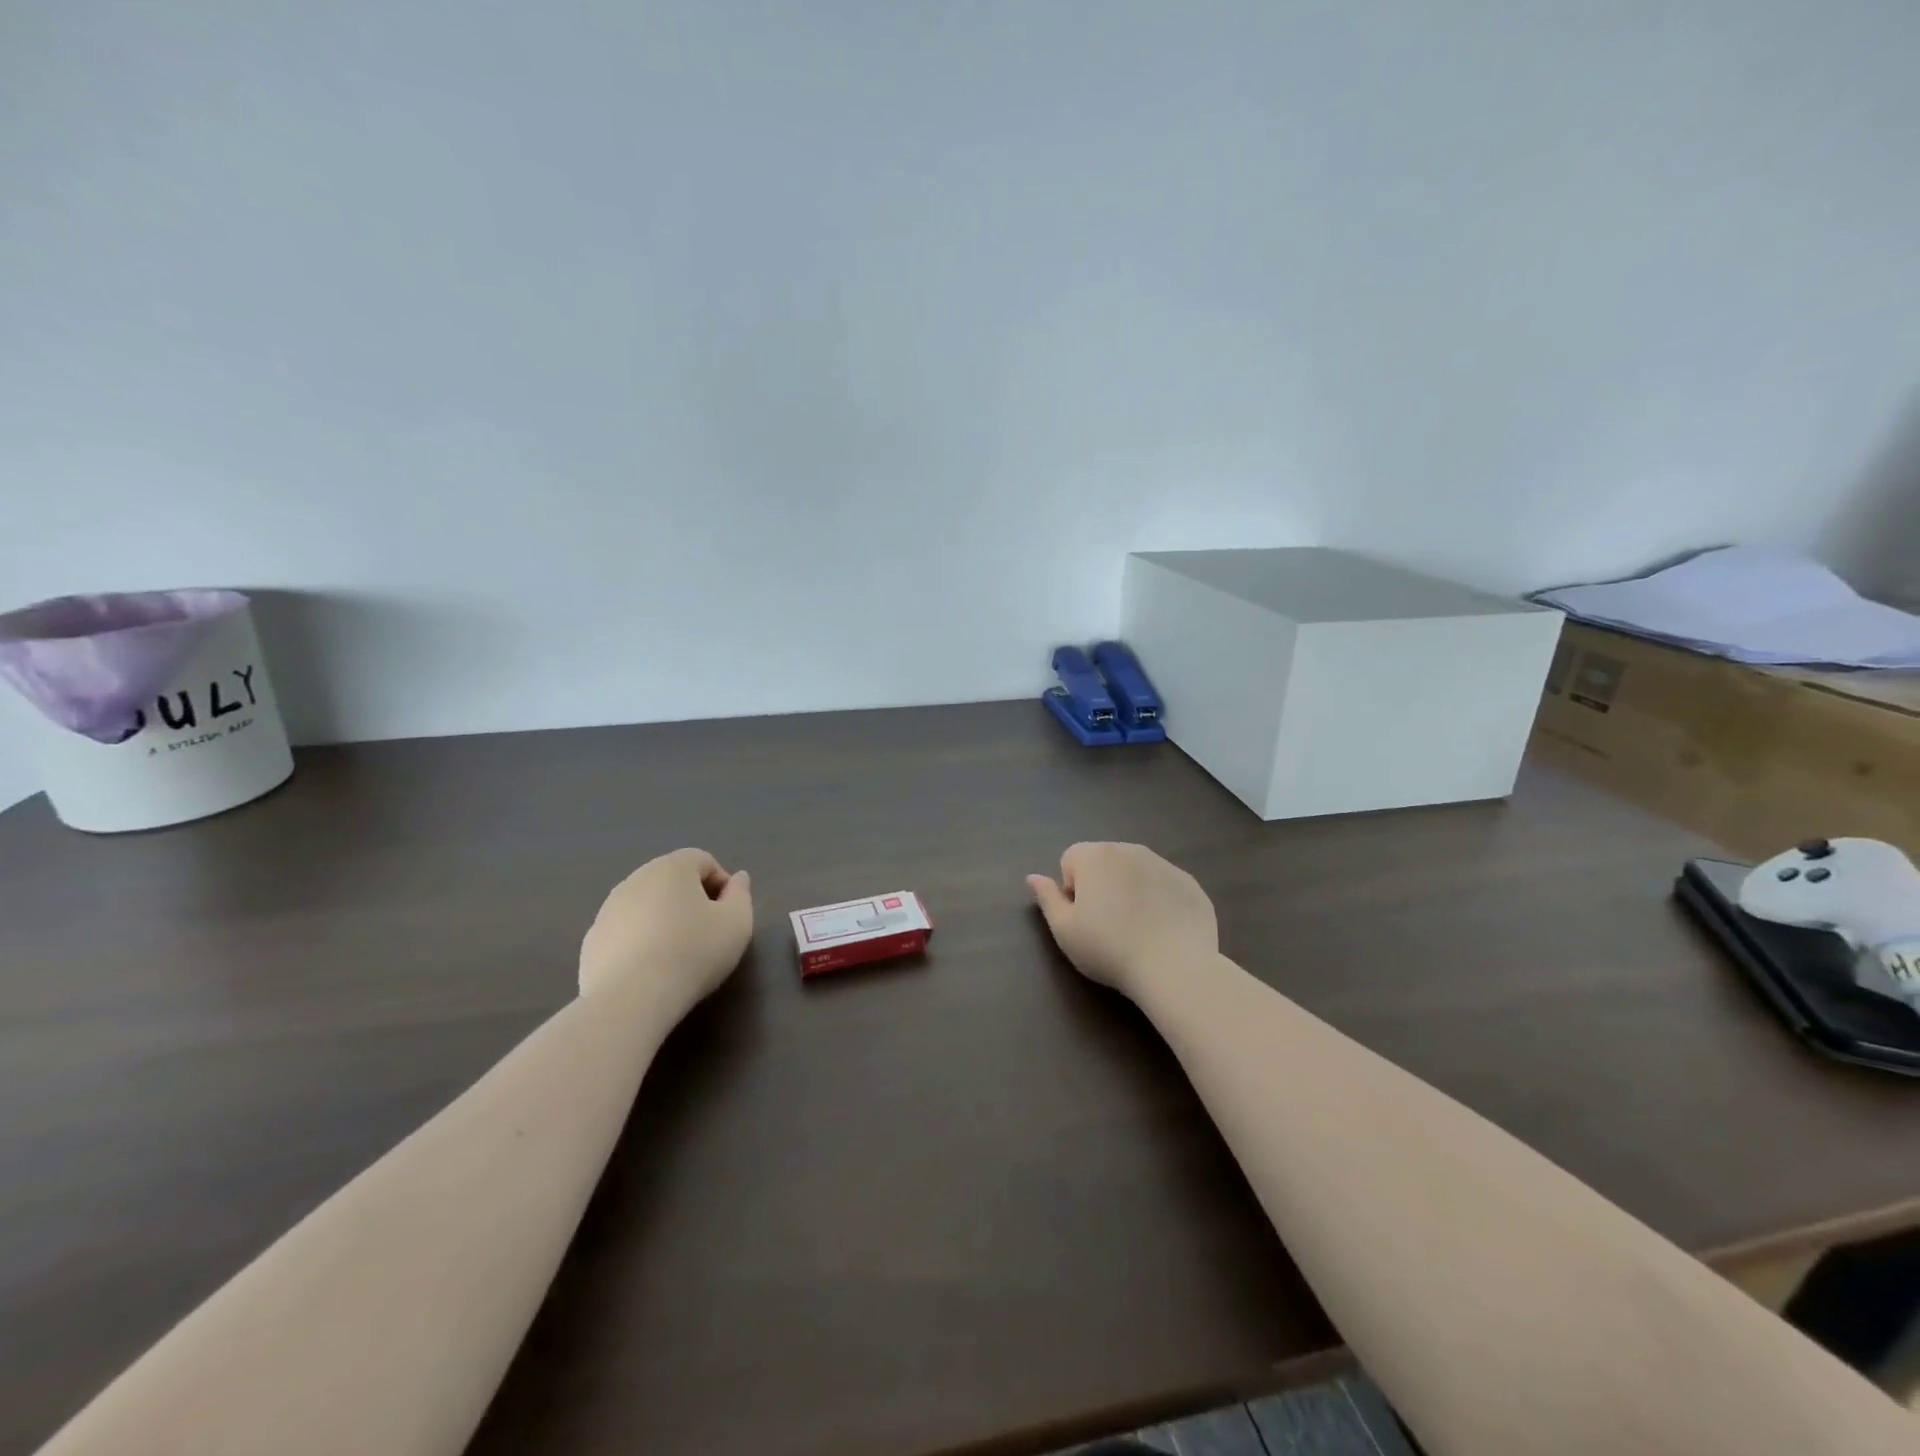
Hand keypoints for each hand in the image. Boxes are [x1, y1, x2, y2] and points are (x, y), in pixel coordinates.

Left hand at [579, 848, 752, 1010]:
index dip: (722, 884)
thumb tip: (737, 879)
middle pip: (672, 880)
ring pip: (645, 905)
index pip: (703, 861)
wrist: (630, 999)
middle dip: (691, 900)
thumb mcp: (737, 923)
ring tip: (676, 955)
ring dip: (663, 920)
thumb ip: (741, 895)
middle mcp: (636, 879)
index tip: (728, 915)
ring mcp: (608, 910)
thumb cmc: (693, 952)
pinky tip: (649, 971)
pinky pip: (625, 932)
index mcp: (672, 867)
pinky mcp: (591, 941)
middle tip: (706, 933)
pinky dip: (639, 942)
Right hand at [1027, 842, 1217, 1000]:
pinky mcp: (1190, 883)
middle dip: (1101, 885)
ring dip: (1131, 890)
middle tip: (1107, 925)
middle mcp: (1130, 849)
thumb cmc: (1108, 948)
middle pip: (1104, 861)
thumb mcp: (1064, 929)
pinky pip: (1165, 886)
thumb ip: (1046, 898)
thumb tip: (1033, 877)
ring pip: (1136, 871)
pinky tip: (1163, 932)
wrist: (1174, 967)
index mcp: (1095, 855)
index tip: (1082, 918)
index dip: (1071, 889)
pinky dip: (1160, 901)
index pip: (1070, 860)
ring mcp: (1164, 864)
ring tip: (1137, 929)